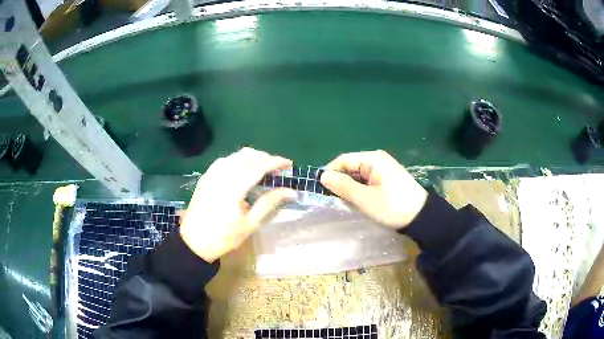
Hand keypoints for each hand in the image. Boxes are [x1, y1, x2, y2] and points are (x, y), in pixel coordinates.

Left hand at [180, 148, 293, 261]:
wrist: (194, 242)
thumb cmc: (224, 237)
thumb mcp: (250, 224)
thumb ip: (269, 203)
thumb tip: (290, 191)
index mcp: (234, 187)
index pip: (258, 166)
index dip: (275, 162)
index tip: (289, 164)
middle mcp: (222, 175)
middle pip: (246, 155)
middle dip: (264, 156)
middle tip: (277, 168)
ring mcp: (211, 174)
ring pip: (234, 155)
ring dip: (251, 157)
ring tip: (262, 168)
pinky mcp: (205, 177)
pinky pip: (224, 161)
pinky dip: (237, 160)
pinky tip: (242, 170)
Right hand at [320, 150, 427, 228]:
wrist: (422, 217)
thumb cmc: (392, 206)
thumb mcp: (365, 199)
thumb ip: (343, 186)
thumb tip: (322, 176)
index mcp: (372, 159)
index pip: (343, 160)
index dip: (330, 173)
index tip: (321, 189)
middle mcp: (377, 159)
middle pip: (350, 166)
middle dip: (341, 181)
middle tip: (334, 199)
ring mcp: (383, 169)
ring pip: (358, 175)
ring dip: (350, 187)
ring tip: (346, 202)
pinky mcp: (387, 178)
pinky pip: (367, 180)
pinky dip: (360, 189)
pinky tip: (359, 201)